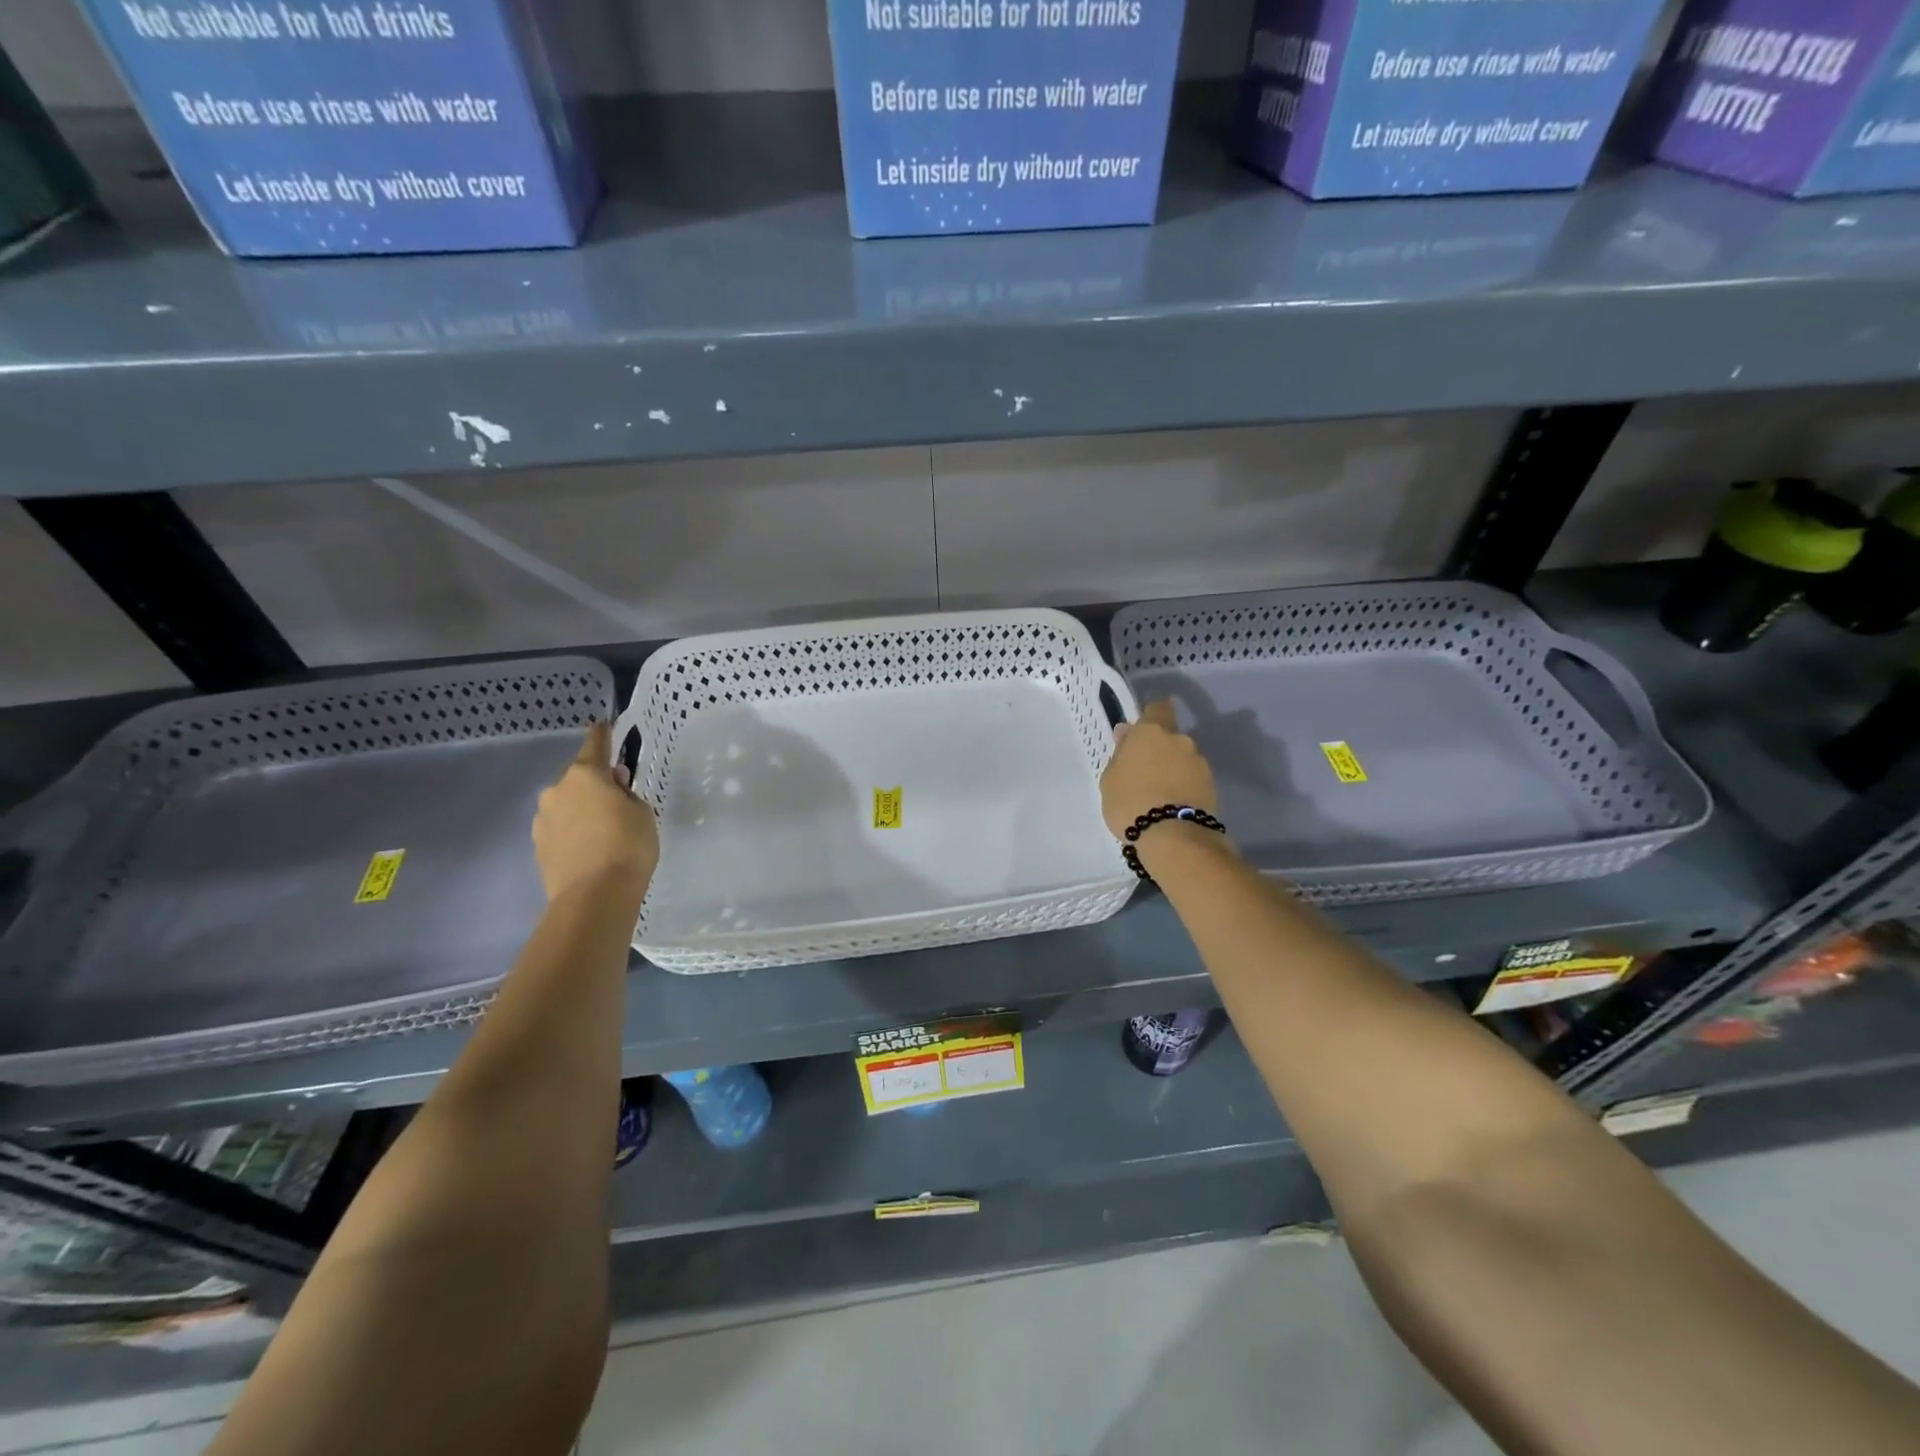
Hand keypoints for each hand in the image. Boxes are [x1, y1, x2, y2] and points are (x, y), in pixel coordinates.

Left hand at [533, 722, 658, 906]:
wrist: (594, 897)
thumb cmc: (627, 845)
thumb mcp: (642, 813)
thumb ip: (627, 794)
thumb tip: (613, 787)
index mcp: (585, 775)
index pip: (595, 745)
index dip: (603, 734)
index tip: (604, 724)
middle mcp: (557, 791)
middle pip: (580, 778)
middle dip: (596, 784)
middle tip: (618, 799)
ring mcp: (543, 819)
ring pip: (567, 805)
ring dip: (582, 809)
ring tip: (605, 830)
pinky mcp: (538, 846)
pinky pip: (560, 828)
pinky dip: (574, 831)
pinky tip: (591, 848)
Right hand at [1099, 700, 1218, 840]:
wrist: (1173, 836)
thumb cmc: (1130, 802)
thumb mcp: (1110, 779)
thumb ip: (1120, 753)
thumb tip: (1127, 734)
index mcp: (1151, 731)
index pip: (1157, 707)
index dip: (1151, 716)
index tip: (1141, 732)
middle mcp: (1179, 740)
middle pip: (1170, 736)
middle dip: (1160, 749)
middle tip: (1144, 771)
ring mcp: (1199, 762)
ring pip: (1183, 759)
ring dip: (1173, 769)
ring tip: (1158, 794)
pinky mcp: (1212, 786)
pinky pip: (1192, 779)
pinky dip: (1183, 787)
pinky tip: (1171, 805)